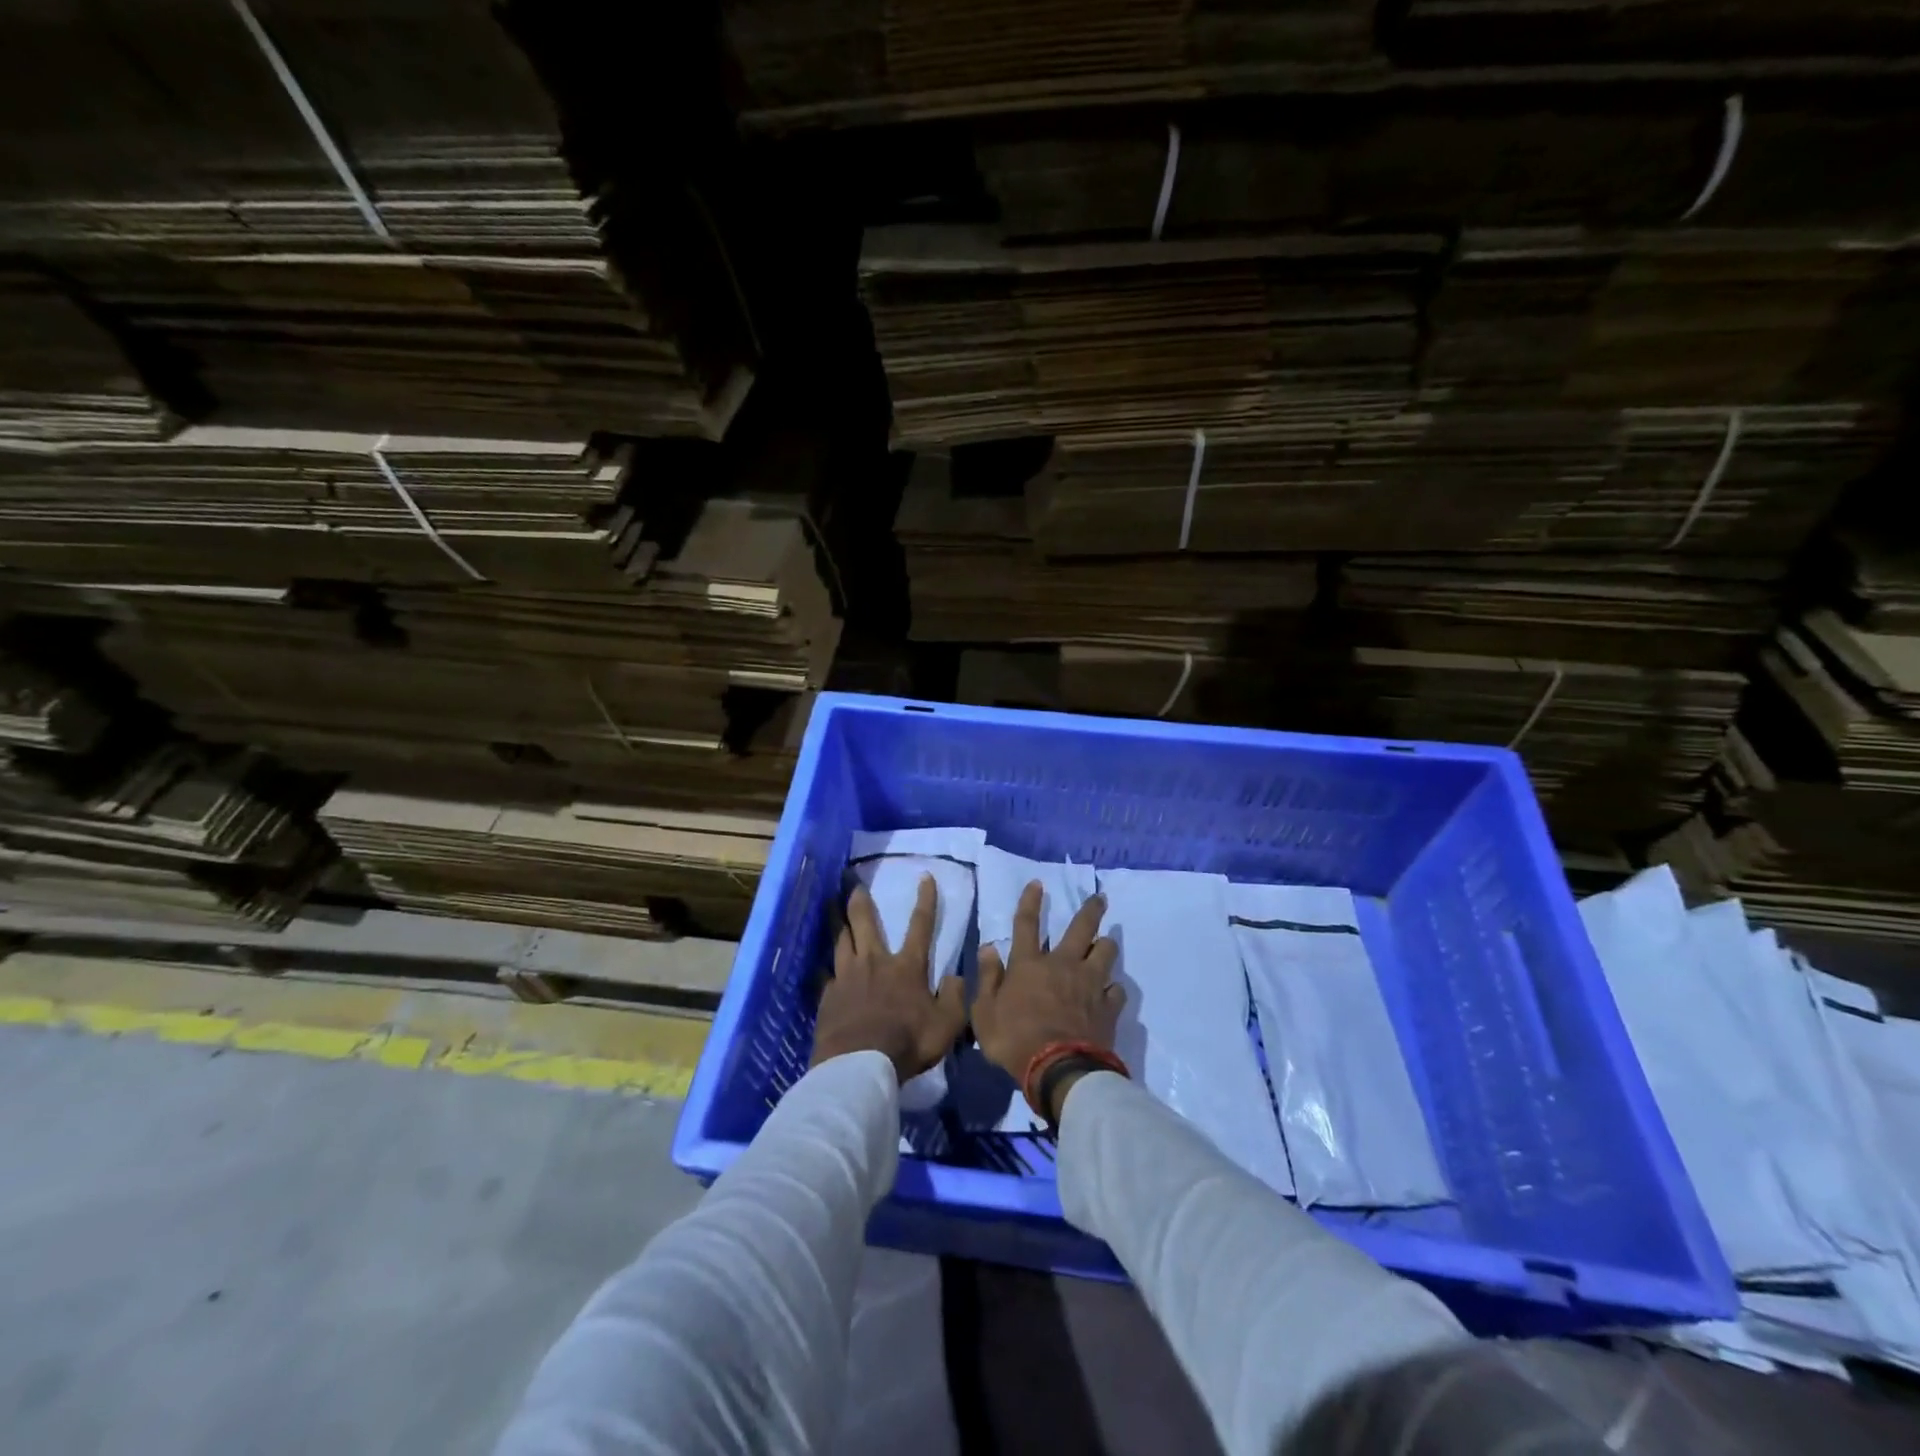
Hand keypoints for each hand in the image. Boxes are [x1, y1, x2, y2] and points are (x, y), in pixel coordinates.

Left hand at [811, 875, 967, 1083]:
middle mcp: (875, 962)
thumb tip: (956, 977)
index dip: (925, 900)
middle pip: (865, 923)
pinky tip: (821, 967)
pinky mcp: (828, 996)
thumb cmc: (907, 1042)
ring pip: (841, 941)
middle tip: (853, 883)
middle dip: (860, 901)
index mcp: (907, 967)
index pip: (920, 926)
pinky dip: (826, 968)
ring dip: (838, 922)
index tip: (925, 877)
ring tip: (830, 907)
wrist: (858, 1064)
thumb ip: (955, 998)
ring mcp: (847, 977)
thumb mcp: (947, 1025)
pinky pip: (826, 975)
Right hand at [972, 881, 1122, 1109]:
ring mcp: (1090, 984)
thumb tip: (988, 948)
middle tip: (1100, 898)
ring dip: (1105, 945)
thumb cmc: (1014, 1040)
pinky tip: (1110, 992)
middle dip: (1091, 910)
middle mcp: (1062, 965)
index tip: (1038, 883)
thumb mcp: (984, 1012)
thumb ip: (987, 978)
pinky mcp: (1108, 1007)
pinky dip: (1113, 988)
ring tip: (1106, 943)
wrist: (1058, 1069)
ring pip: (1105, 952)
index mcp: (1029, 964)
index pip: (1027, 923)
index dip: (1030, 901)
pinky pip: (1116, 989)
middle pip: (1081, 929)